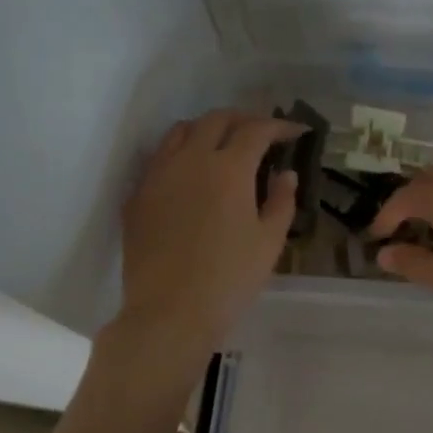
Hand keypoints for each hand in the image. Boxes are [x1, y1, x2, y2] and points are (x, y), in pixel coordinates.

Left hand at [119, 109, 302, 348]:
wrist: (170, 312)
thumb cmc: (230, 278)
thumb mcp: (270, 242)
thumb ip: (281, 200)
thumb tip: (285, 174)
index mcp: (229, 168)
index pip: (256, 130)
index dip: (279, 126)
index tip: (295, 132)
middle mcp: (190, 160)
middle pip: (216, 119)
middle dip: (243, 119)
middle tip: (262, 133)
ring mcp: (158, 175)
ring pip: (181, 131)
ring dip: (207, 129)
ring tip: (223, 144)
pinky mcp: (137, 196)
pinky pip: (159, 158)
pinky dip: (181, 153)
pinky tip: (191, 175)